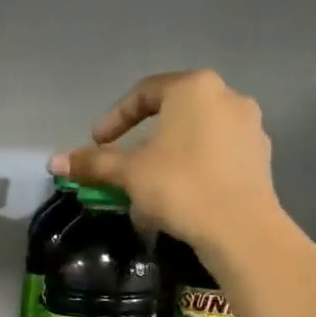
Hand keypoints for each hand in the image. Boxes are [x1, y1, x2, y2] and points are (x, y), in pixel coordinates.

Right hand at [51, 70, 279, 255]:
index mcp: (193, 89)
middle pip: (172, 113)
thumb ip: (94, 162)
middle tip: (122, 164)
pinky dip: (193, 167)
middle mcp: (227, 96)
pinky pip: (216, 154)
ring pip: (196, 135)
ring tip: (149, 185)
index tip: (97, 143)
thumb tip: (55, 161)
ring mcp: (249, 126)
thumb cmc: (179, 187)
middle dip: (142, 139)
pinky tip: (180, 195)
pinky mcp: (260, 156)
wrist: (240, 228)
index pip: (143, 94)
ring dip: (168, 155)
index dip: (114, 118)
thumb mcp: (129, 173)